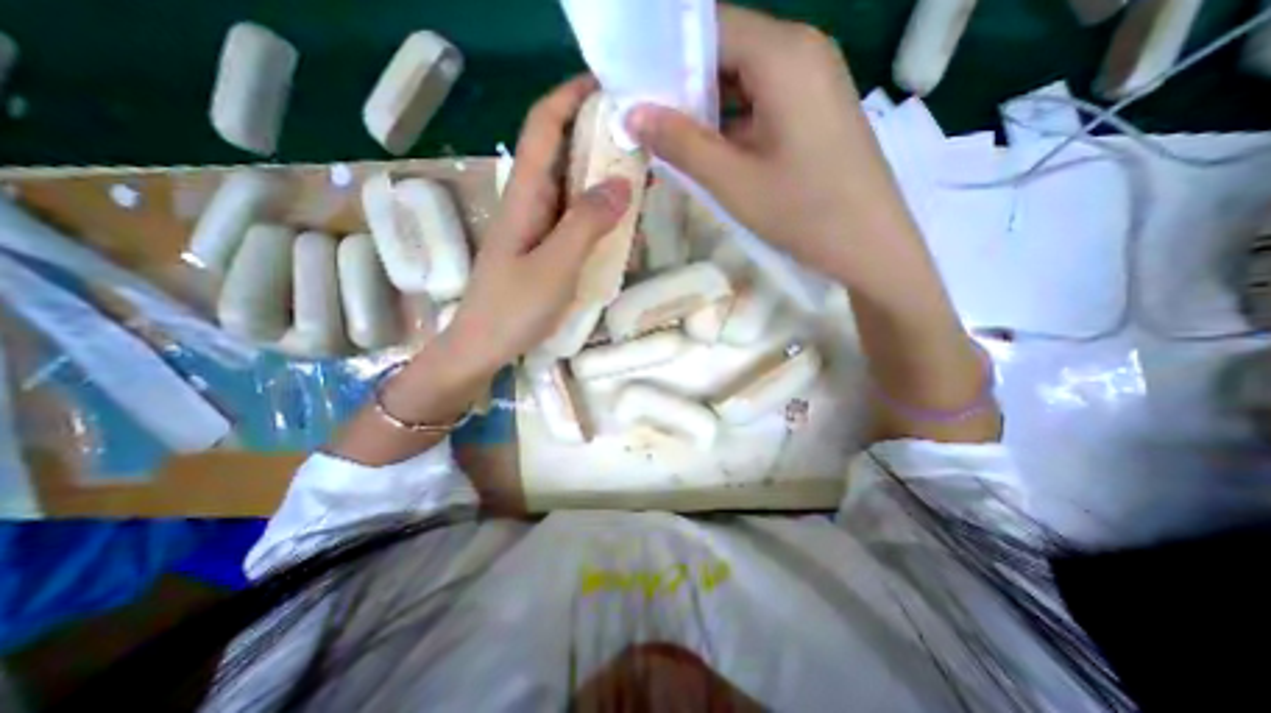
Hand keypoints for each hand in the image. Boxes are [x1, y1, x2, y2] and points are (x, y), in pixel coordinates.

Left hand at [442, 76, 631, 377]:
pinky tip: (621, 219)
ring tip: (641, 177)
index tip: (610, 87)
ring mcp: (538, 226)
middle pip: (562, 151)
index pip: (544, 127)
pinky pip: (575, 216)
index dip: (571, 97)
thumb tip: (623, 182)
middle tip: (641, 140)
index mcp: (525, 196)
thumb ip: (586, 224)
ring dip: (603, 174)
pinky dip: (599, 209)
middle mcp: (530, 202)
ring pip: (572, 185)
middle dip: (598, 136)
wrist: (484, 347)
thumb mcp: (554, 267)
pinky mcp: (545, 247)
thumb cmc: (512, 309)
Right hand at [624, 2, 903, 287]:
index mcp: (783, 54)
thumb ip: (681, 143)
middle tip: (647, 123)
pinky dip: (733, 122)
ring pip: (744, 80)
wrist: (869, 245)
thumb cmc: (802, 212)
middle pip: (727, 51)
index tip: (634, 90)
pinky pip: (763, 101)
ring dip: (707, 110)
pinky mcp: (816, 109)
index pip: (709, 27)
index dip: (665, 56)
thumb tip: (633, 114)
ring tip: (673, 142)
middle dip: (684, 87)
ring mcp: (814, 80)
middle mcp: (802, 51)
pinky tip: (712, 152)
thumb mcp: (732, 181)